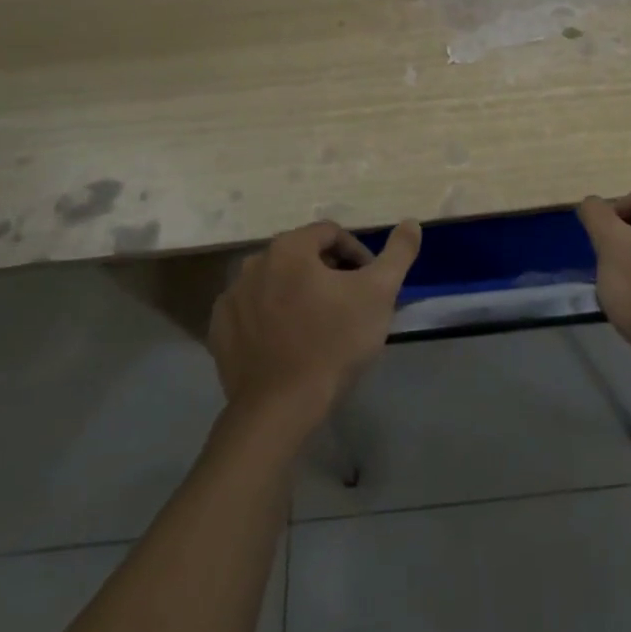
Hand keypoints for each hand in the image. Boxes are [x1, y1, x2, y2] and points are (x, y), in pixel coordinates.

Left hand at [208, 220, 422, 430]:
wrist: (280, 409)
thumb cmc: (334, 342)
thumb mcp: (379, 293)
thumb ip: (398, 253)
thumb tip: (411, 222)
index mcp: (289, 248)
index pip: (330, 234)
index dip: (356, 254)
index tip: (369, 283)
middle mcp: (253, 263)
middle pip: (301, 255)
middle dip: (327, 272)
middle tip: (348, 303)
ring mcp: (231, 298)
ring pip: (275, 282)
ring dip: (298, 293)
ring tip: (319, 324)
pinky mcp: (219, 331)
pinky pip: (252, 311)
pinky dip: (270, 317)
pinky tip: (288, 341)